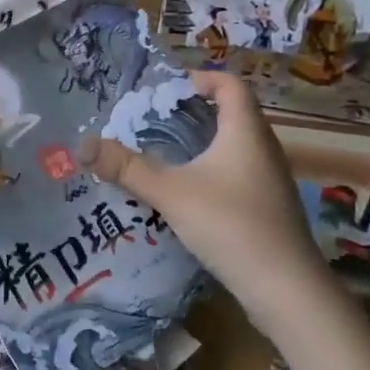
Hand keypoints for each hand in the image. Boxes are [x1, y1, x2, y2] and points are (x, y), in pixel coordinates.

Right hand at [84, 70, 323, 323]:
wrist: (287, 291)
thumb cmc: (231, 226)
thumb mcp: (171, 193)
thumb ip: (126, 168)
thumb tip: (82, 145)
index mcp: (246, 132)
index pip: (230, 85)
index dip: (201, 78)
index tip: (167, 90)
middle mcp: (263, 149)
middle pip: (231, 114)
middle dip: (192, 112)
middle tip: (152, 122)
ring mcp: (269, 181)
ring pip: (233, 147)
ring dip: (200, 144)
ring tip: (161, 155)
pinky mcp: (267, 209)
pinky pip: (236, 174)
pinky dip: (210, 172)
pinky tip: (184, 194)